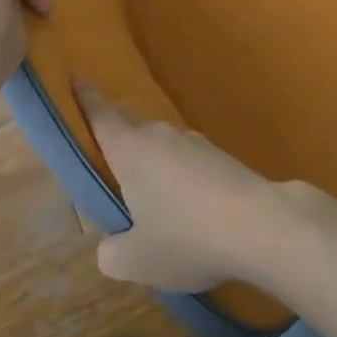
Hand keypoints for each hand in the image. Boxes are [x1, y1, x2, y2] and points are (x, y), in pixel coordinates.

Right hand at [81, 83, 302, 292]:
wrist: (260, 224)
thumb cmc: (186, 236)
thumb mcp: (137, 260)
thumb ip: (111, 252)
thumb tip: (111, 244)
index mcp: (130, 150)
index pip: (101, 115)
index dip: (85, 98)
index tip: (76, 76)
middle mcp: (160, 135)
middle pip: (131, 127)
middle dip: (117, 136)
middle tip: (106, 159)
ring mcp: (195, 142)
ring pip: (161, 145)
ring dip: (151, 163)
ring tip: (149, 198)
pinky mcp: (221, 156)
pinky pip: (187, 160)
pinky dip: (179, 177)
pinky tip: (188, 208)